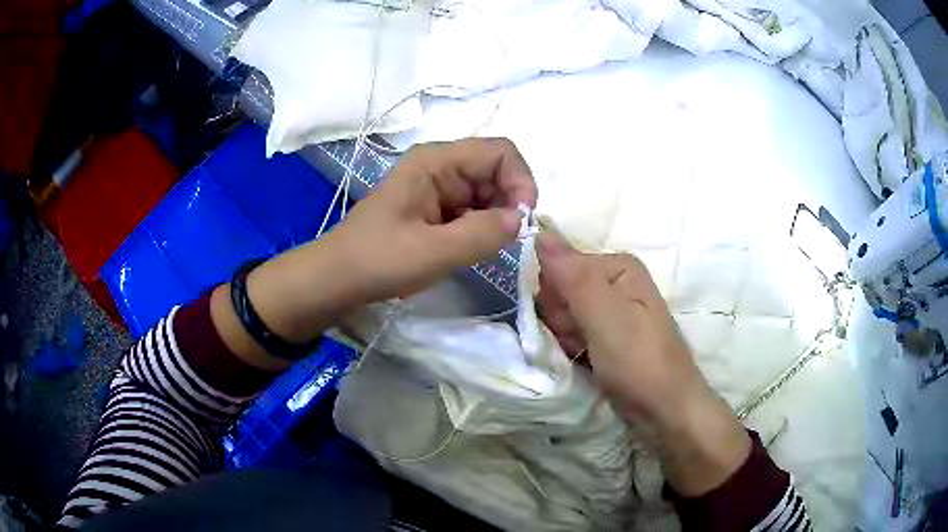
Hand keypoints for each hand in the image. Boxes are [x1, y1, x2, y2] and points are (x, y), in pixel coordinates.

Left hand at [324, 138, 536, 302]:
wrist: (338, 278)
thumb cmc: (378, 260)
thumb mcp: (432, 251)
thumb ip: (482, 234)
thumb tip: (522, 219)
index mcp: (436, 161)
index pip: (500, 152)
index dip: (520, 181)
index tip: (522, 221)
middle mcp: (441, 166)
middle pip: (497, 171)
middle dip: (509, 203)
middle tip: (502, 242)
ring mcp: (438, 187)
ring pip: (488, 192)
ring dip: (496, 219)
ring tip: (480, 248)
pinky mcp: (437, 208)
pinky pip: (474, 210)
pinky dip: (482, 228)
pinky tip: (468, 249)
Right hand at [536, 232, 750, 495]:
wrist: (665, 409)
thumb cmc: (639, 361)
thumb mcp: (606, 317)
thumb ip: (573, 276)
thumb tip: (539, 232)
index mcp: (618, 267)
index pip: (559, 265)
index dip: (553, 294)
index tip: (562, 320)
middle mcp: (614, 282)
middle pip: (560, 290)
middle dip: (559, 318)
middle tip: (575, 340)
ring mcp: (610, 310)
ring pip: (562, 314)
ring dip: (562, 336)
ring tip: (581, 353)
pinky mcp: (605, 335)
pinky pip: (572, 332)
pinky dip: (570, 346)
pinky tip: (581, 359)